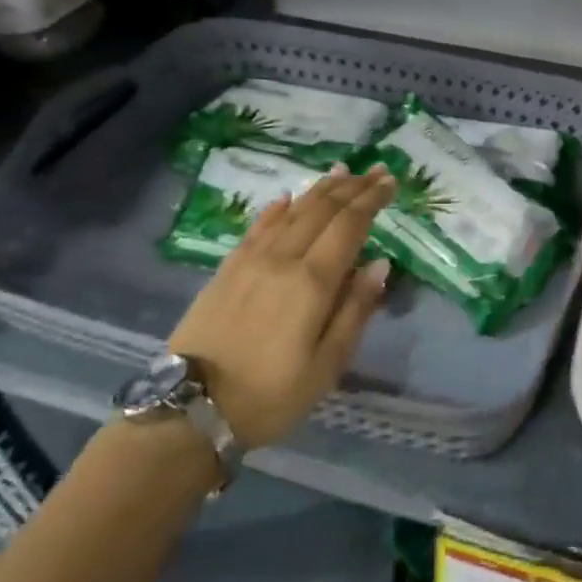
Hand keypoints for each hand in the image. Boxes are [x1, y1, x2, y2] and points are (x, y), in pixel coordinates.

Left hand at [168, 165, 394, 448]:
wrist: (191, 410)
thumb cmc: (270, 395)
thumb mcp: (327, 366)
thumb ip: (355, 310)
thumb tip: (380, 264)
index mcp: (312, 282)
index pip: (349, 225)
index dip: (371, 200)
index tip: (391, 182)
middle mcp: (282, 259)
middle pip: (322, 210)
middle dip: (353, 187)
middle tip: (376, 171)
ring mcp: (250, 261)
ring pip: (291, 212)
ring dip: (320, 189)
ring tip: (342, 172)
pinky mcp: (226, 269)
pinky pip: (257, 227)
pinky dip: (278, 208)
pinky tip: (288, 197)